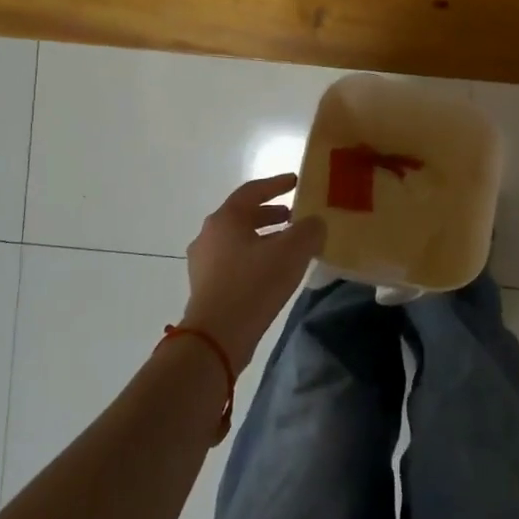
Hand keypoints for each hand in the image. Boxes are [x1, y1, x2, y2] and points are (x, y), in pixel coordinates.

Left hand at [182, 174, 325, 371]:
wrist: (216, 337)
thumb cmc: (253, 285)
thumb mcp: (292, 252)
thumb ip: (309, 230)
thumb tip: (315, 223)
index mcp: (225, 218)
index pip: (252, 190)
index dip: (277, 184)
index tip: (296, 181)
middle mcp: (209, 234)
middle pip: (243, 215)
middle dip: (270, 214)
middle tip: (294, 217)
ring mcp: (203, 262)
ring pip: (238, 240)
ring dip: (263, 238)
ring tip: (288, 247)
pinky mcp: (205, 286)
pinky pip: (233, 261)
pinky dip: (254, 258)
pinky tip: (272, 273)